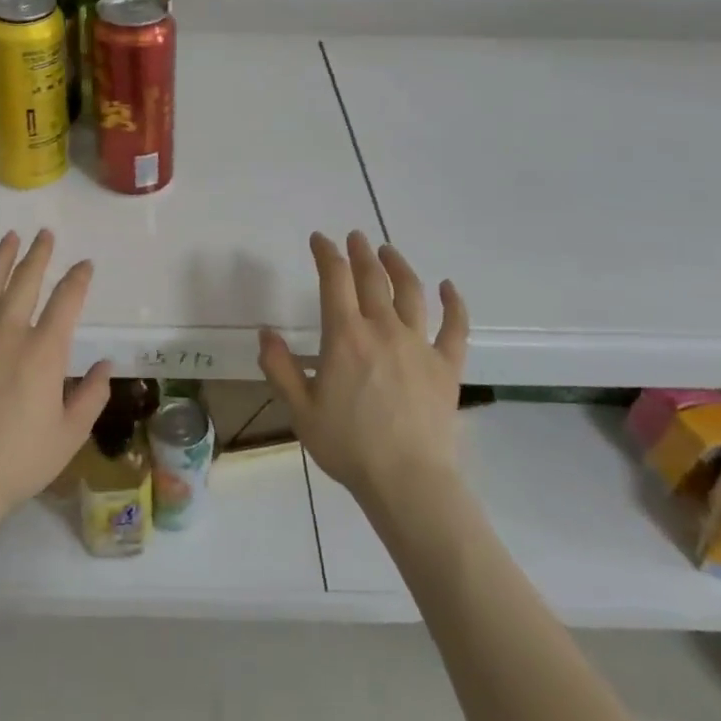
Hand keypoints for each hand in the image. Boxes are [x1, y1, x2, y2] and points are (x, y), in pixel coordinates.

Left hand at [0, 230, 112, 524]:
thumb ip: (92, 396)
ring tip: (10, 237)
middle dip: (38, 255)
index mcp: (44, 352)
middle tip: (45, 234)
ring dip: (1, 259)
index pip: (66, 302)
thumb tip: (105, 365)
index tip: (85, 265)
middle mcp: (8, 334)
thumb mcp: (70, 435)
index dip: (78, 279)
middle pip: (25, 282)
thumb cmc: (20, 461)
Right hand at [258, 230, 467, 505]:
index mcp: (345, 336)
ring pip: (411, 292)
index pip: (335, 279)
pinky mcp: (446, 366)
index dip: (326, 253)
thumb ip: (279, 368)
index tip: (319, 239)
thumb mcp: (300, 410)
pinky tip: (449, 288)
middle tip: (355, 237)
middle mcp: (383, 329)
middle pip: (372, 278)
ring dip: (398, 266)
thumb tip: (265, 333)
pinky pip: (454, 327)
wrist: (408, 483)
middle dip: (360, 253)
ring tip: (388, 251)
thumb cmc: (349, 446)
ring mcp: (419, 345)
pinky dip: (454, 304)